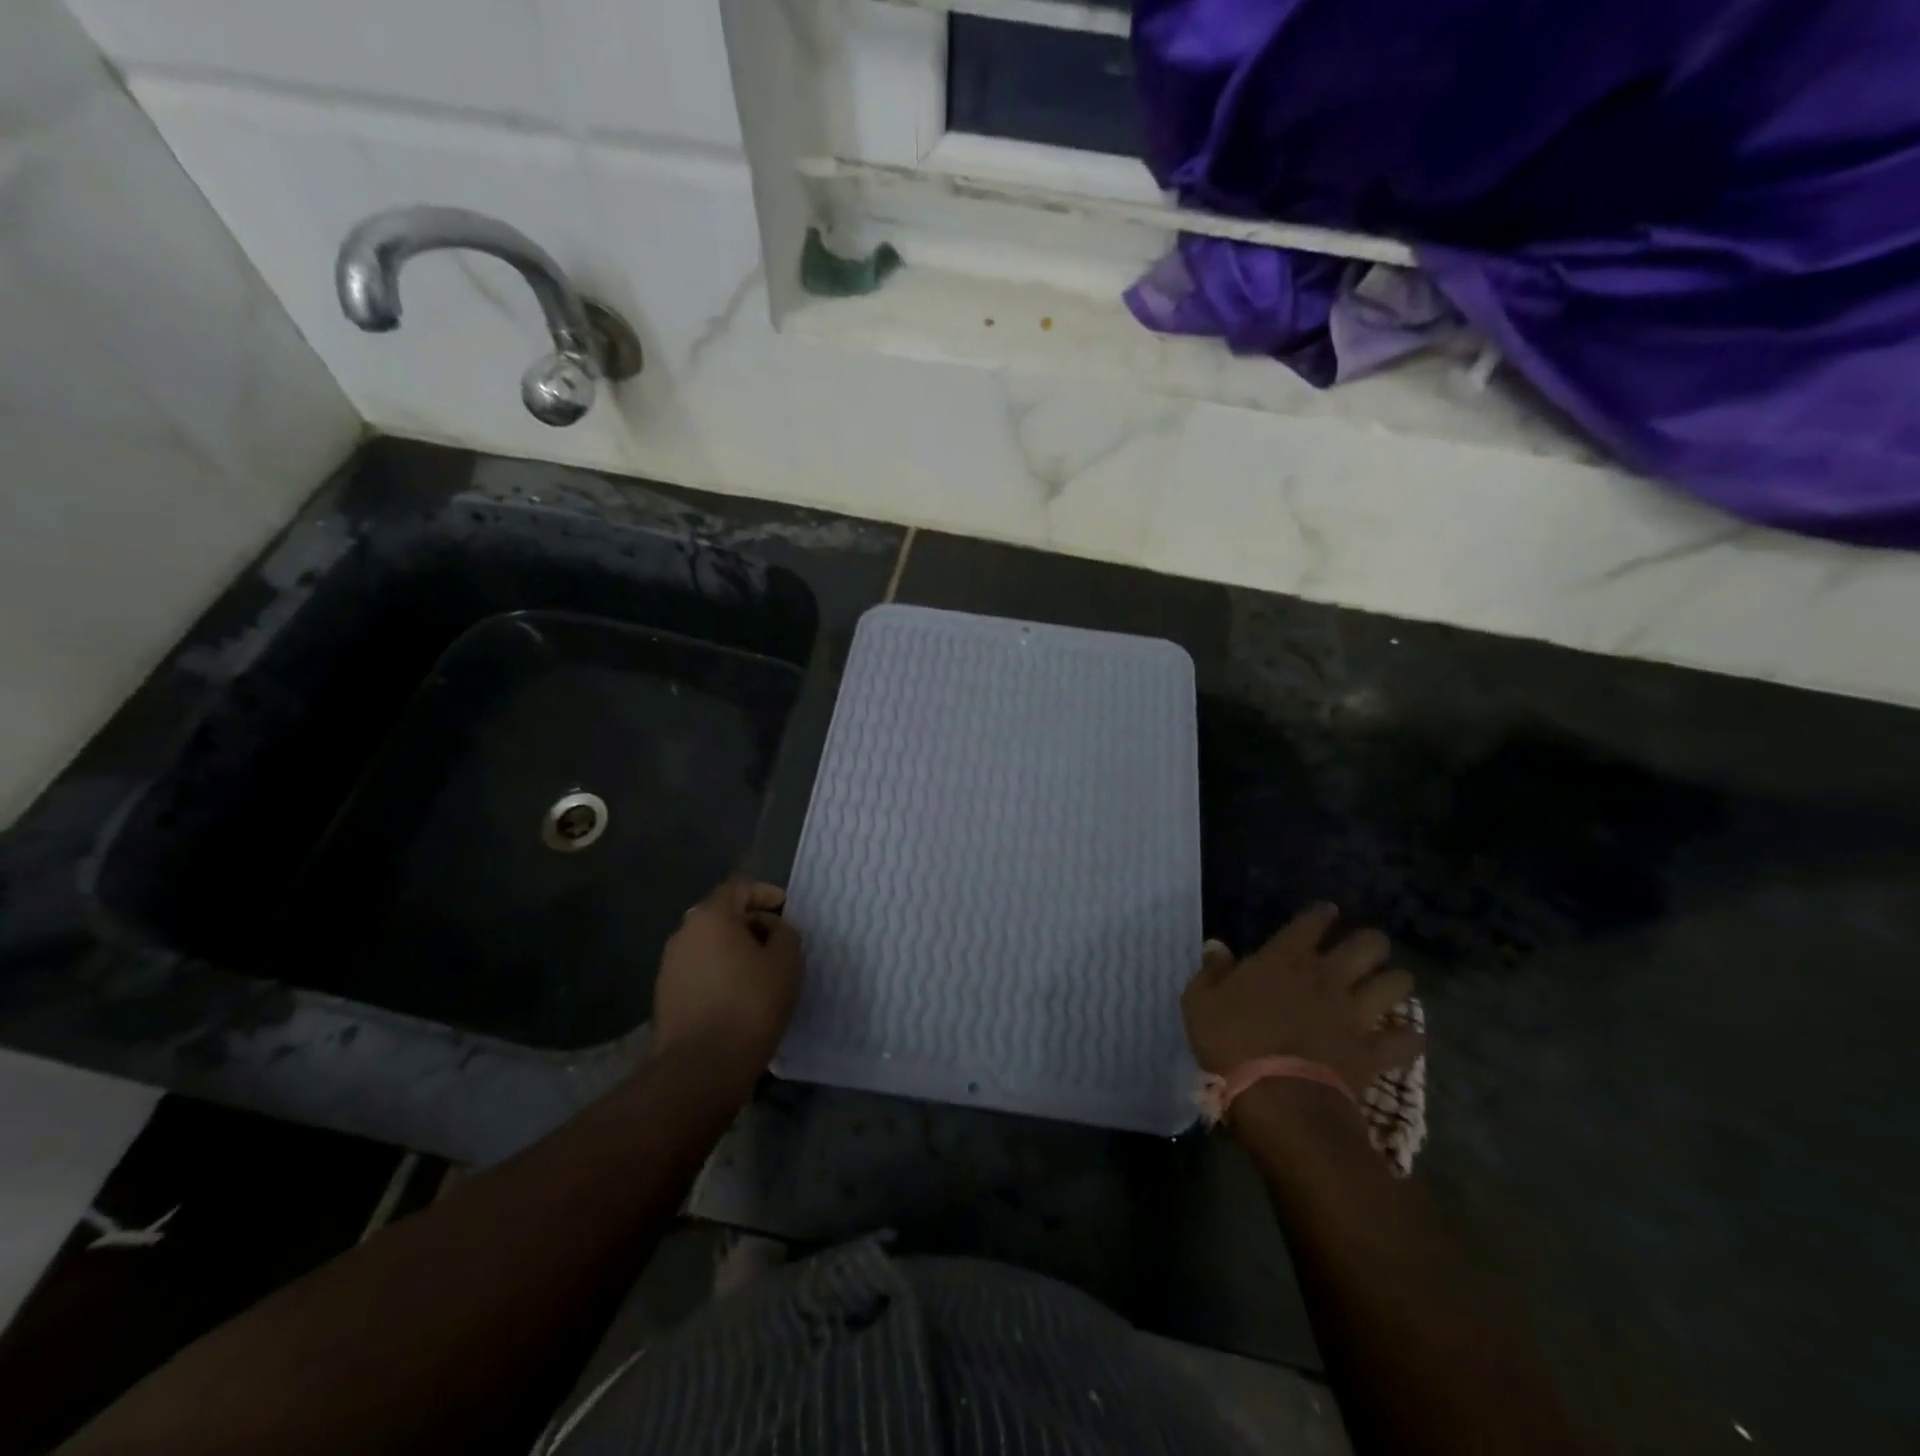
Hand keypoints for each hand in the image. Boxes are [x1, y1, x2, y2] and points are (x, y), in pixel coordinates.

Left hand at [651, 879, 801, 1081]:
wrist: (701, 1067)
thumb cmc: (750, 1004)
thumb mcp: (785, 962)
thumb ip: (785, 934)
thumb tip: (774, 929)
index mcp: (710, 917)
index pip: (739, 888)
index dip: (766, 894)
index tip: (787, 910)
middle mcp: (683, 934)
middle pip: (721, 915)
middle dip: (752, 923)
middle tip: (779, 942)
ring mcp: (669, 966)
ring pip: (709, 945)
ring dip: (735, 950)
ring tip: (763, 972)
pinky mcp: (665, 996)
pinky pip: (700, 970)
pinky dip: (721, 973)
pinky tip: (741, 995)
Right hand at [1182, 904, 1422, 1099]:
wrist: (1277, 1096)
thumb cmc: (1232, 1041)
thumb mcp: (1201, 1001)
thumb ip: (1212, 971)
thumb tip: (1216, 946)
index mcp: (1285, 958)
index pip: (1312, 922)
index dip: (1322, 914)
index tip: (1327, 912)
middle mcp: (1327, 976)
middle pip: (1367, 944)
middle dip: (1371, 942)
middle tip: (1365, 949)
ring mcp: (1356, 1013)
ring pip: (1395, 984)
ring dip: (1395, 981)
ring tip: (1390, 985)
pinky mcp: (1374, 1051)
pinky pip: (1406, 1039)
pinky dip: (1408, 1036)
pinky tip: (1406, 1036)